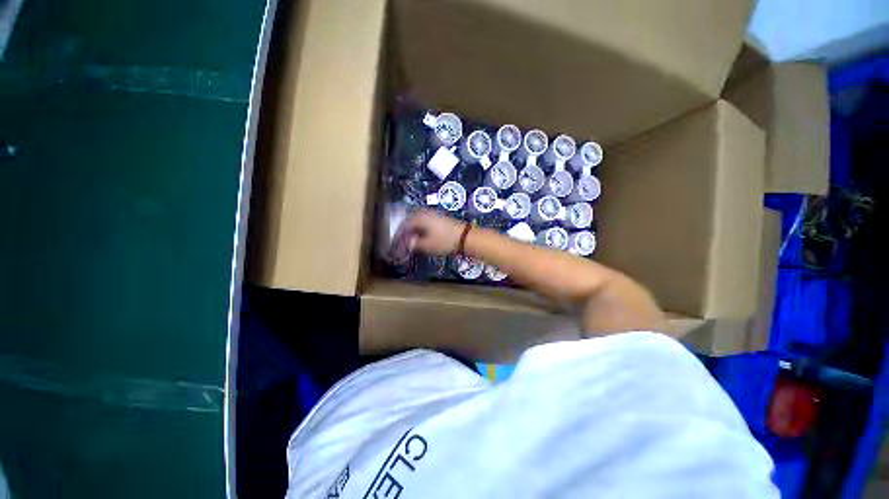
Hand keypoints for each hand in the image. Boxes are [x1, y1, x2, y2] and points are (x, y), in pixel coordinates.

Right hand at [402, 209, 466, 255]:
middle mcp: (426, 213)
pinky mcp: (440, 217)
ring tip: (411, 236)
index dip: (399, 233)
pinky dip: (421, 226)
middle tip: (402, 237)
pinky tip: (423, 233)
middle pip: (411, 218)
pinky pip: (426, 219)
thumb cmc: (445, 241)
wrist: (465, 237)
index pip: (405, 224)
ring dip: (413, 226)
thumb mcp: (427, 245)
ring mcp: (434, 214)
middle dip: (405, 228)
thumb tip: (407, 243)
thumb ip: (415, 244)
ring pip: (418, 218)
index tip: (397, 240)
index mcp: (420, 218)